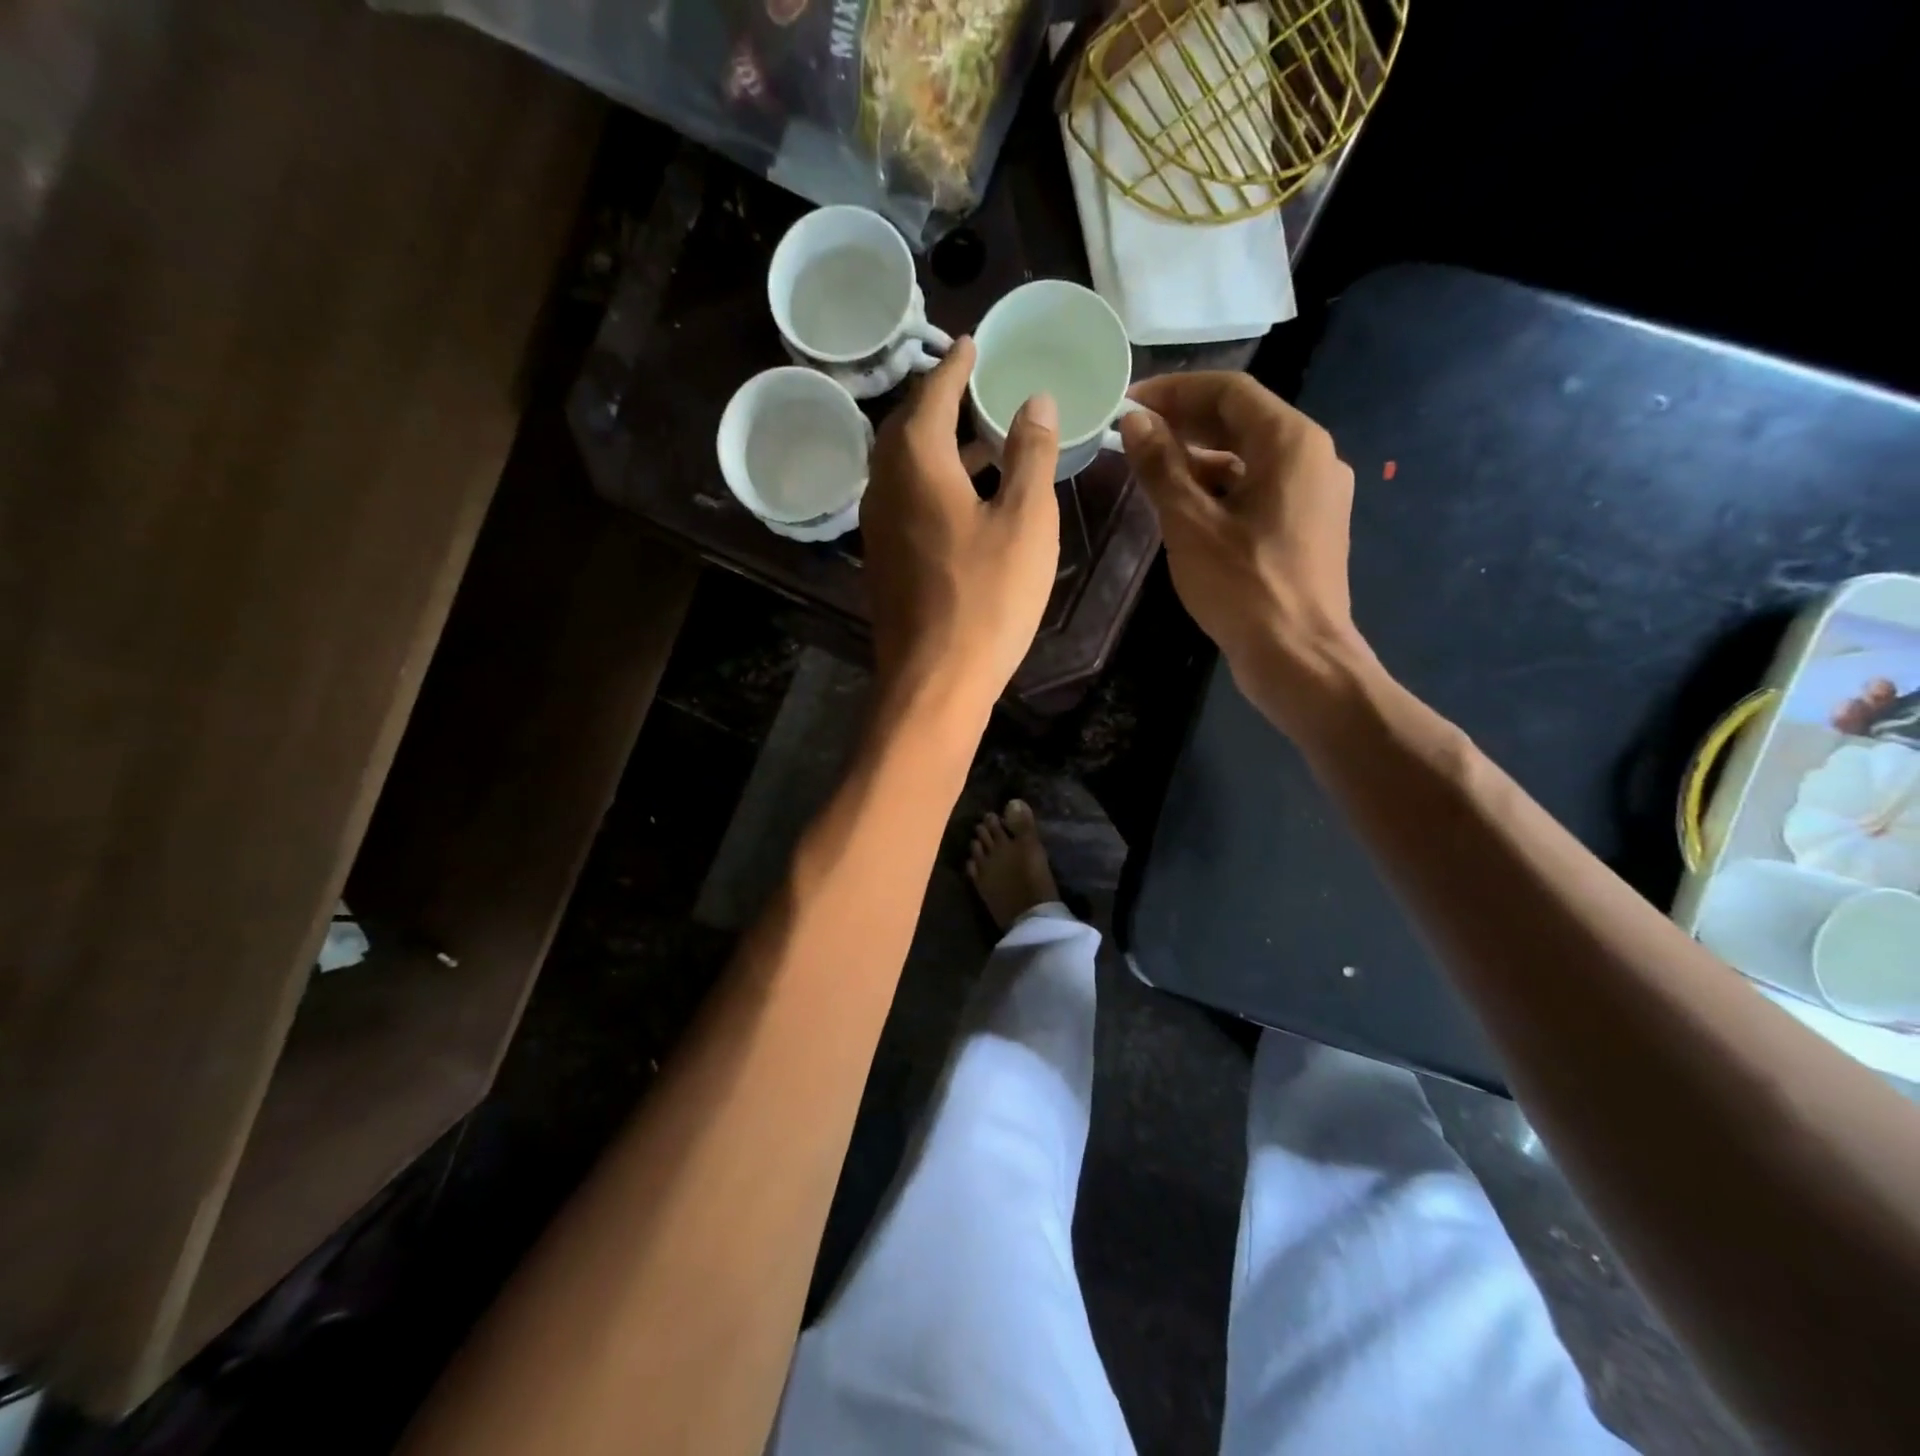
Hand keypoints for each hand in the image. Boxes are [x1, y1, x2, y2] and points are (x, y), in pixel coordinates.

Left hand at [862, 337, 1060, 722]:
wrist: (933, 680)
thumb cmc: (986, 597)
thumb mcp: (1024, 520)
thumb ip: (1029, 453)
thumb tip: (1034, 400)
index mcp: (916, 460)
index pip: (934, 391)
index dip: (956, 365)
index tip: (974, 343)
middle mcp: (884, 484)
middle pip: (909, 425)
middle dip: (942, 401)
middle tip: (977, 388)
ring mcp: (877, 525)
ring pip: (905, 465)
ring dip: (939, 445)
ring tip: (982, 439)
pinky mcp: (883, 559)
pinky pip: (905, 499)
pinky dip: (933, 481)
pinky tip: (964, 498)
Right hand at [1119, 372, 1362, 722]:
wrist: (1298, 657)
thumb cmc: (1243, 587)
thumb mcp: (1190, 524)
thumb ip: (1161, 467)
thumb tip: (1134, 421)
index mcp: (1290, 442)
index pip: (1228, 391)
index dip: (1174, 390)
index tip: (1128, 404)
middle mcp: (1312, 456)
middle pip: (1242, 420)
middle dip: (1185, 423)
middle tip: (1133, 435)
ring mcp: (1315, 493)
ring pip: (1250, 457)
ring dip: (1200, 458)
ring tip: (1151, 472)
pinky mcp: (1308, 525)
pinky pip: (1259, 489)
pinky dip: (1221, 489)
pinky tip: (1185, 508)